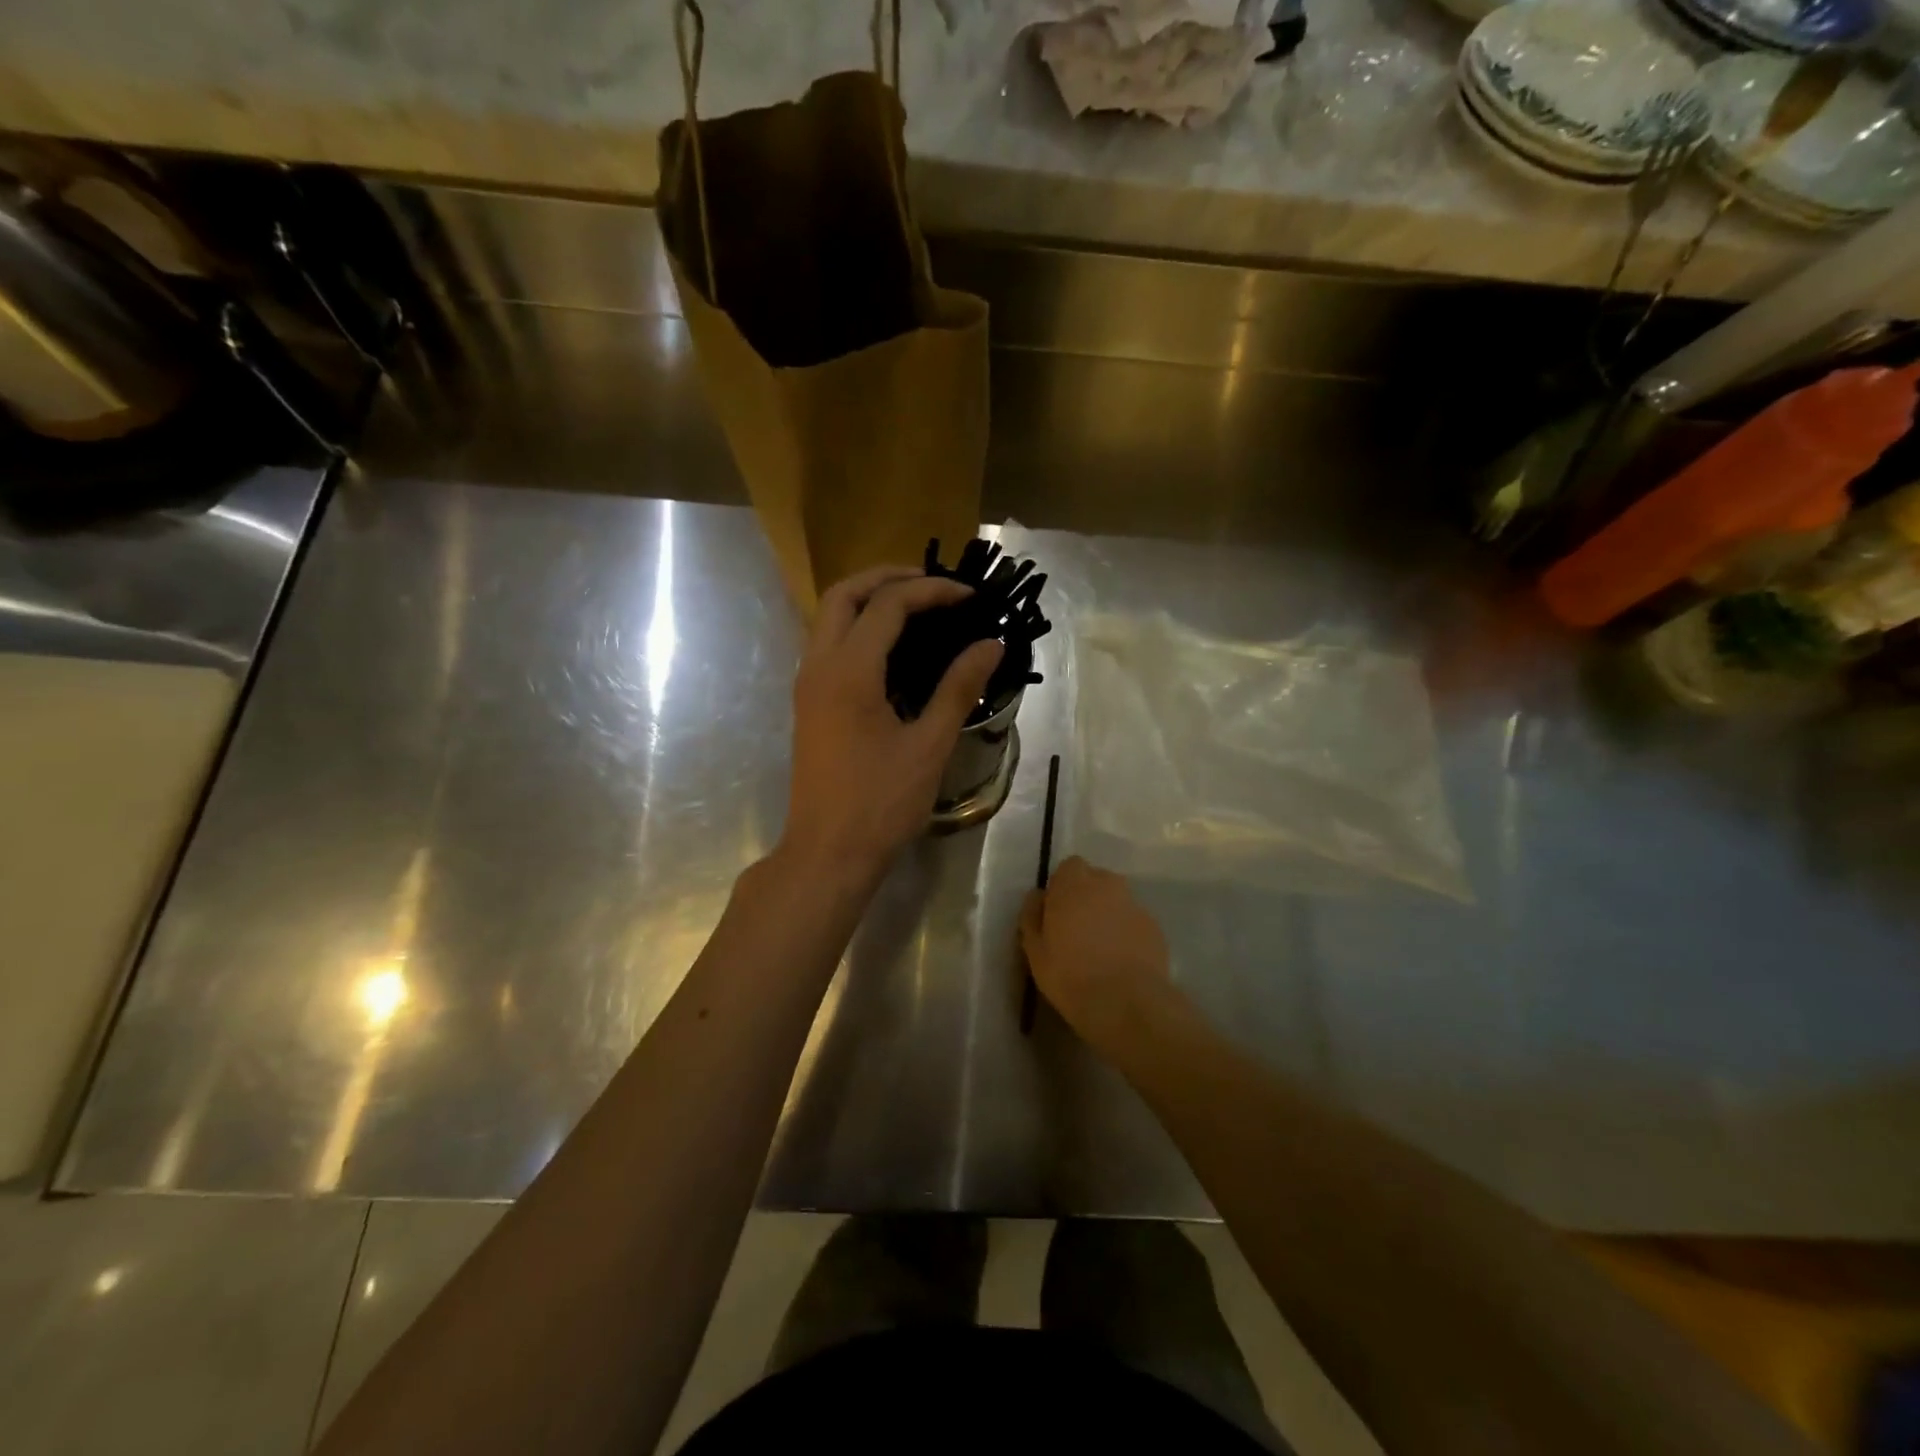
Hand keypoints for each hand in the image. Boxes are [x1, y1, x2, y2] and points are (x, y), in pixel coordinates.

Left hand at [780, 566, 1002, 889]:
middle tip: (934, 585)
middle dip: (888, 577)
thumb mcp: (930, 745)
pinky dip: (858, 626)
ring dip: (869, 599)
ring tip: (917, 606)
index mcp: (849, 671)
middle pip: (844, 594)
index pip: (889, 604)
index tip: (970, 597)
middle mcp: (819, 666)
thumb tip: (991, 644)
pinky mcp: (808, 702)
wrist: (827, 853)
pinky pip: (828, 643)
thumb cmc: (881, 803)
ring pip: (829, 616)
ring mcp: (807, 684)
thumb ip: (959, 688)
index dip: (932, 591)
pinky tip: (893, 646)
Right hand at [1020, 857, 1175, 1050]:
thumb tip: (1038, 897)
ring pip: (1116, 901)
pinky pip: (1133, 922)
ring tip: (1100, 948)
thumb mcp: (1035, 951)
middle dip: (1086, 897)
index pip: (1069, 867)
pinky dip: (1126, 933)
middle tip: (1076, 930)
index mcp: (1074, 885)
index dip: (1062, 886)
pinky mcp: (1155, 928)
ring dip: (1107, 914)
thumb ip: (1032, 916)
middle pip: (1095, 880)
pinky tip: (1120, 961)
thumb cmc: (1070, 975)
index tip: (1056, 912)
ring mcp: (1135, 905)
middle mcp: (1107, 886)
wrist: (1127, 1003)